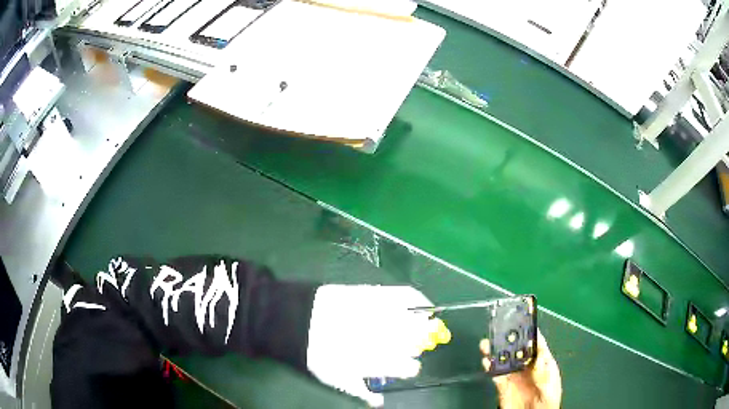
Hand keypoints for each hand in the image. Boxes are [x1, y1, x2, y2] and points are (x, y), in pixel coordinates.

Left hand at [306, 285, 445, 406]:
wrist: (292, 320)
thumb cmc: (314, 354)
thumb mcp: (336, 379)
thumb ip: (361, 392)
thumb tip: (379, 402)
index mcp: (377, 362)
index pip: (408, 367)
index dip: (411, 367)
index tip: (410, 366)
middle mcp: (383, 340)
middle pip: (414, 344)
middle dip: (419, 345)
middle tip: (418, 345)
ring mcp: (380, 315)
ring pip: (414, 323)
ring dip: (424, 326)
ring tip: (425, 325)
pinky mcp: (373, 295)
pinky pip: (404, 295)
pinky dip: (418, 300)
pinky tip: (424, 306)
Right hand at [481, 330, 561, 408]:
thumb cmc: (547, 404)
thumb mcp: (550, 389)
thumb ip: (543, 376)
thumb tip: (536, 361)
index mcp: (543, 365)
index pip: (537, 346)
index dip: (530, 334)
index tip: (522, 323)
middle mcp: (527, 368)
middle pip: (518, 350)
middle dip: (509, 340)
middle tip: (500, 330)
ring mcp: (515, 377)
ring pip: (505, 360)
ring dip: (496, 351)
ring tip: (487, 343)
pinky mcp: (503, 387)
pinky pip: (496, 375)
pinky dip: (490, 367)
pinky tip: (486, 361)